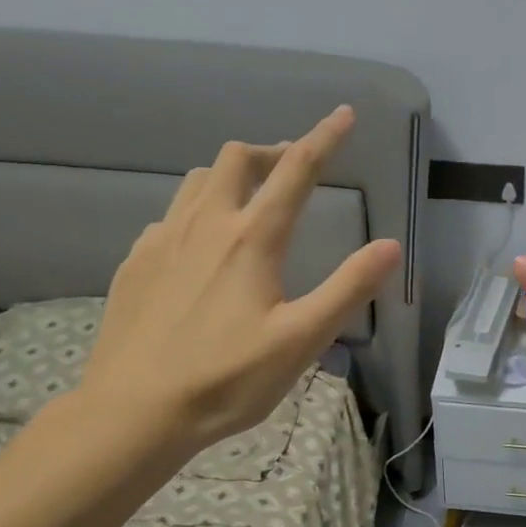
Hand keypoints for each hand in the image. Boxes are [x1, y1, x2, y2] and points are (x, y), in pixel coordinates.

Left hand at [80, 106, 400, 456]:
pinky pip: (169, 216)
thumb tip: (391, 246)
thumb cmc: (227, 379)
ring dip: (229, 176)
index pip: (295, 171)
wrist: (134, 412)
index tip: (343, 114)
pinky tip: (200, 247)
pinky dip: (196, 211)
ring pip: (196, 181)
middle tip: (292, 170)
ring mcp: (162, 241)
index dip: (324, 139)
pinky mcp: (135, 264)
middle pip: (235, 159)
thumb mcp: (302, 339)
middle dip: (269, 152)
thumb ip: (348, 288)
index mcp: (252, 239)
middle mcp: (205, 225)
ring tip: (249, 201)